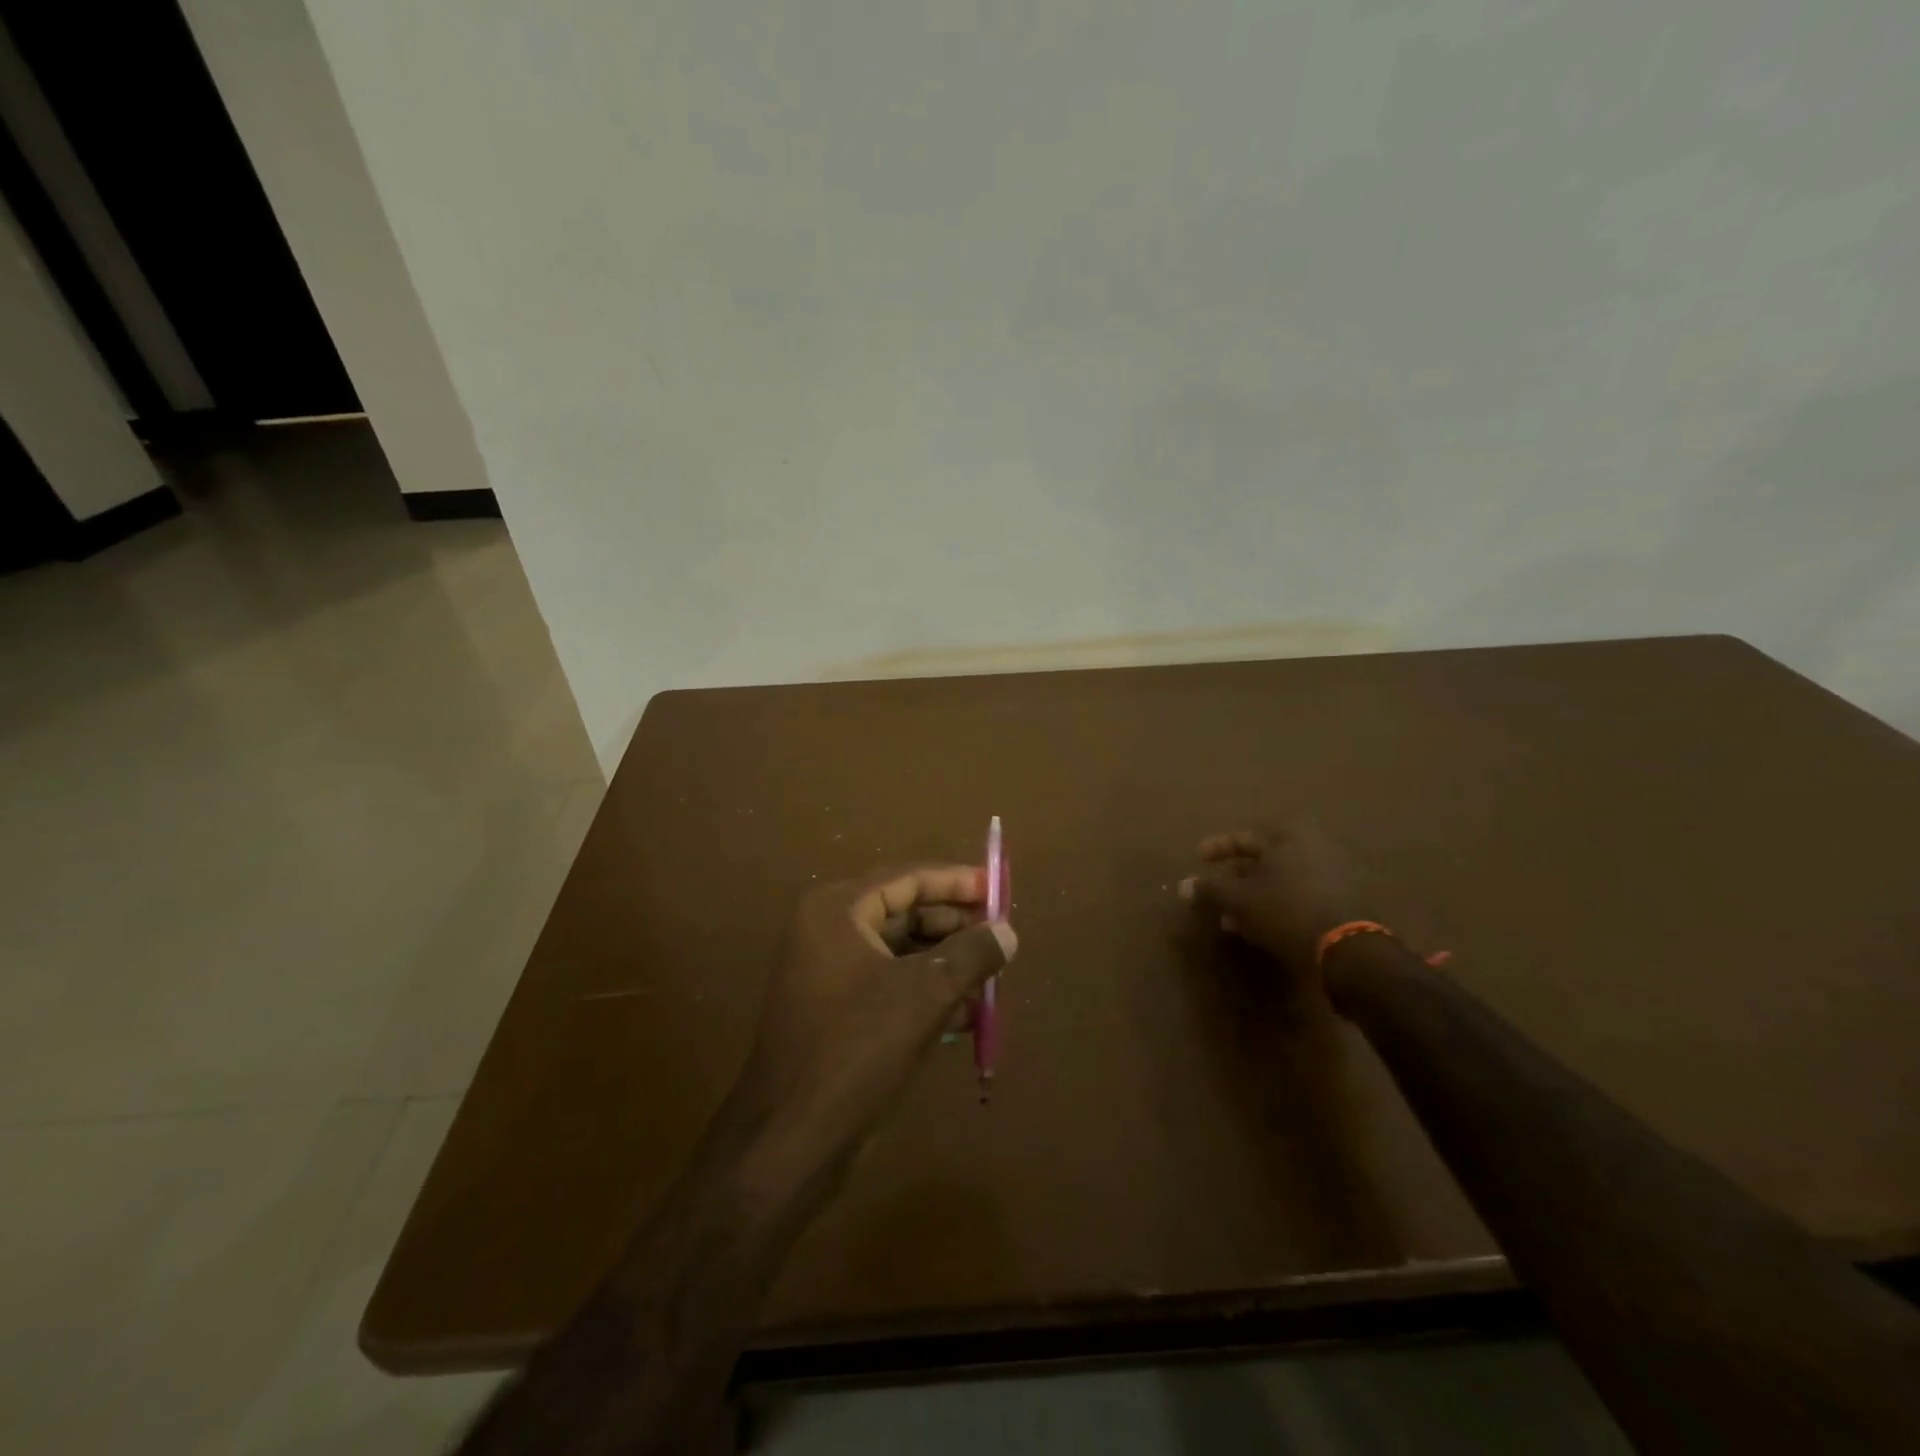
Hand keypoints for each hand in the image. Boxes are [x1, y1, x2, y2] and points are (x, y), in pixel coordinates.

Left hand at [736, 865, 1016, 1173]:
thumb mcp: (925, 995)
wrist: (791, 1141)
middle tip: (1001, 936)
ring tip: (993, 975)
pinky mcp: (836, 1013)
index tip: (997, 888)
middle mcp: (828, 932)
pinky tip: (969, 1013)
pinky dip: (926, 993)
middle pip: (904, 912)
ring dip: (946, 963)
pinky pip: (890, 986)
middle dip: (955, 926)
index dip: (955, 881)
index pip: (906, 878)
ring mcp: (828, 974)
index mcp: (837, 911)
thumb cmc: (857, 1049)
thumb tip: (1007, 931)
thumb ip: (971, 954)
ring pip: (900, 953)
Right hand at [1178, 824, 1369, 980]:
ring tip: (1232, 920)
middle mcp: (1313, 848)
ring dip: (1254, 897)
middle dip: (1235, 879)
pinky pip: (1298, 897)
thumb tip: (1183, 886)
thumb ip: (1209, 890)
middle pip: (1264, 860)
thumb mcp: (1239, 900)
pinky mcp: (1343, 902)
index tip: (1198, 858)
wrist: (1348, 950)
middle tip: (1215, 895)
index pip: (1243, 837)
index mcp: (1289, 837)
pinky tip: (1259, 929)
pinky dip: (1276, 907)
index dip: (1217, 848)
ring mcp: (1333, 875)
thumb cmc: (1286, 911)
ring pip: (1280, 882)